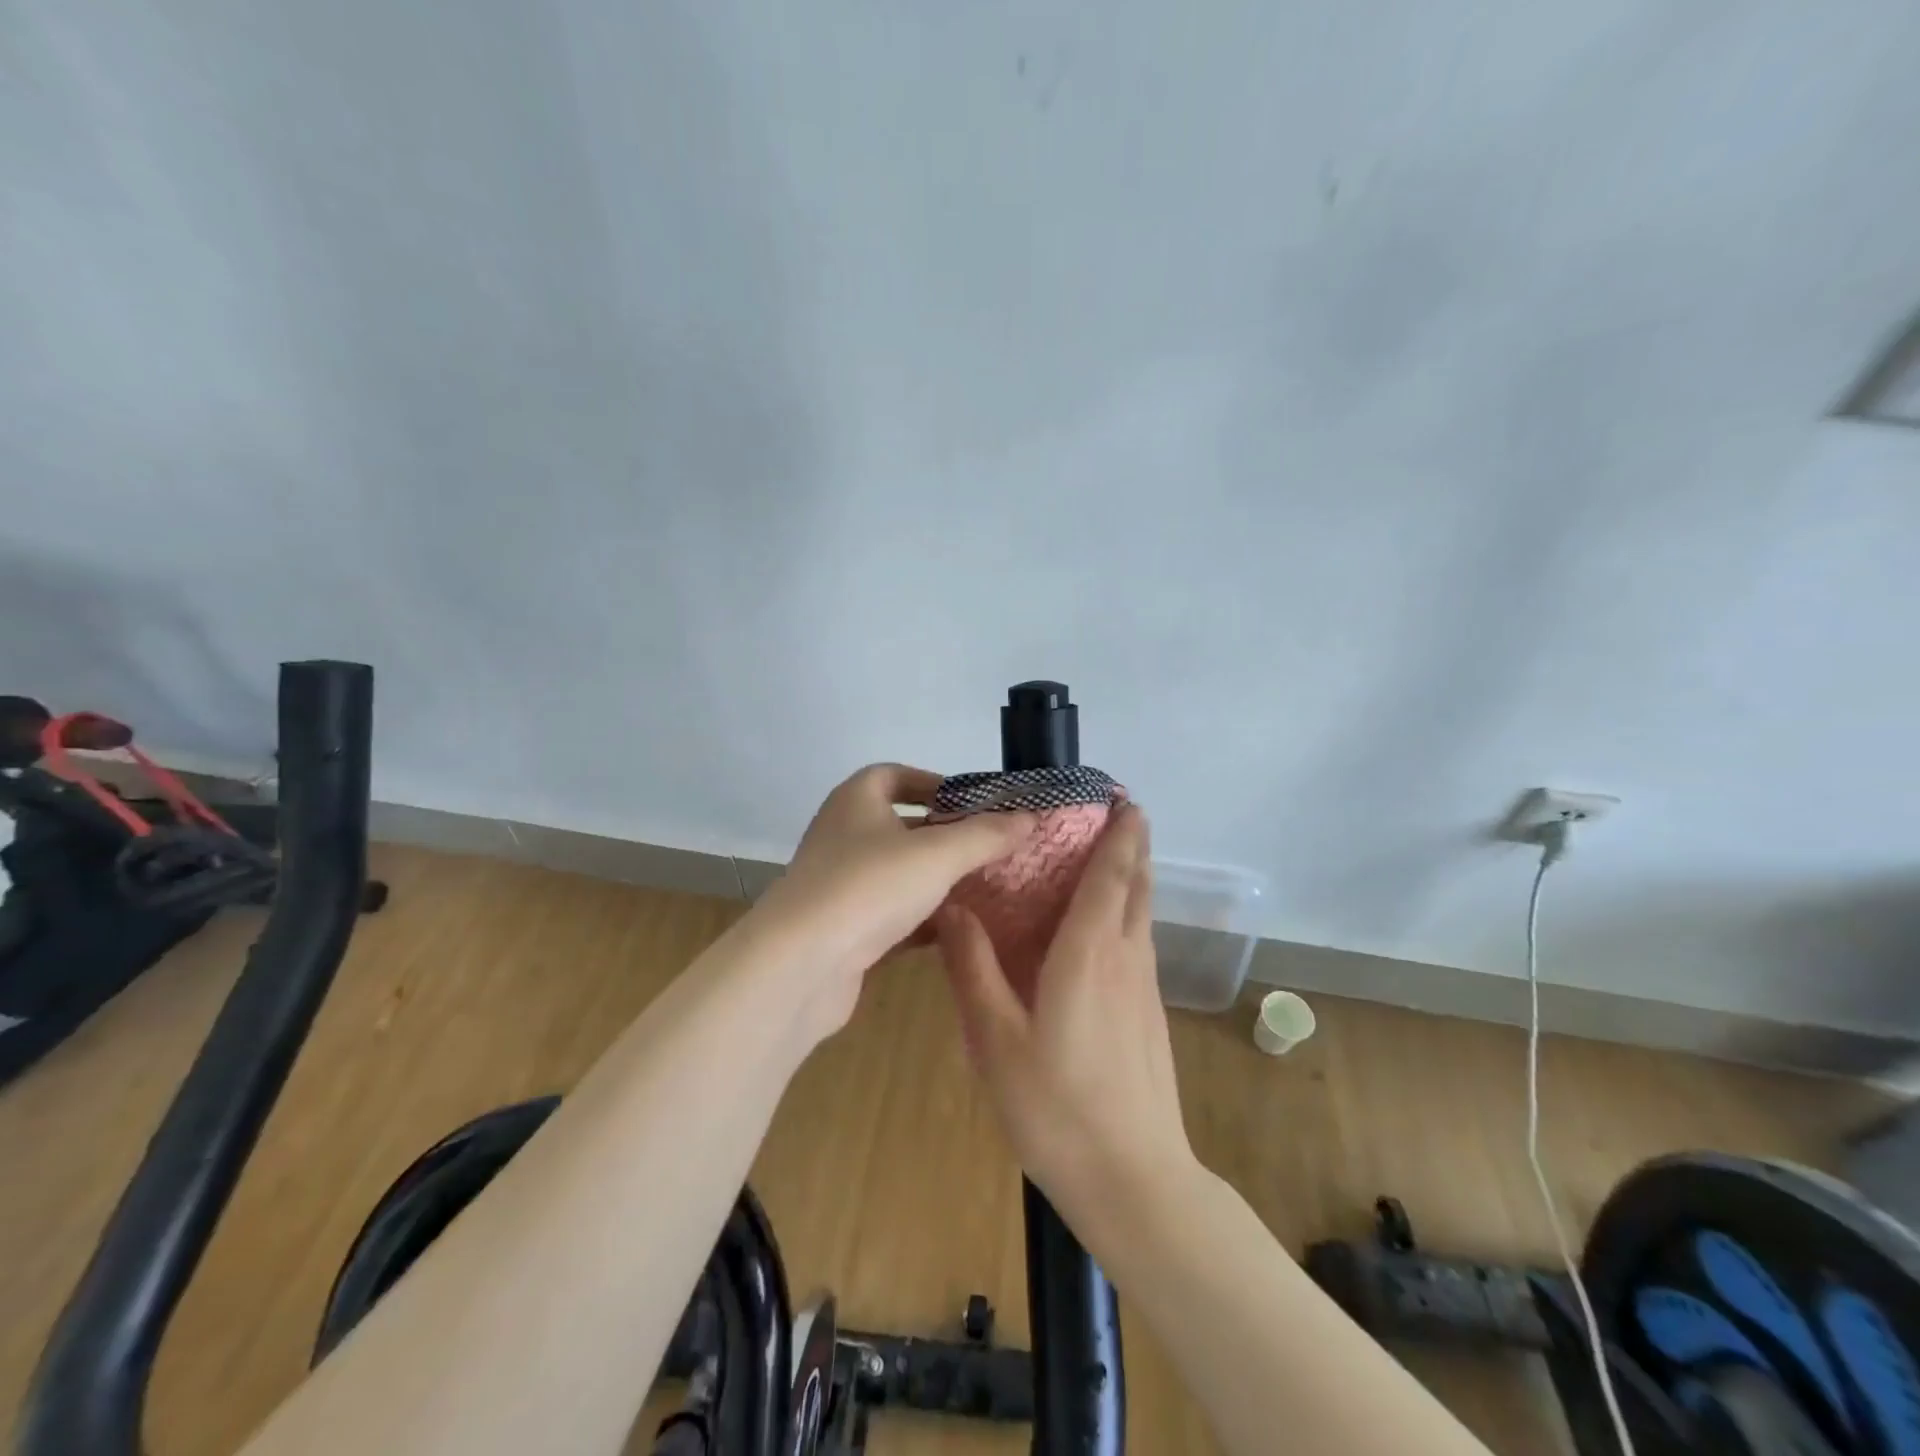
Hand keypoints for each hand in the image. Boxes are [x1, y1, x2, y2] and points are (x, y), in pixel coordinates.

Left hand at [747, 764, 1037, 1043]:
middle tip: (989, 847)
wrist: (800, 965)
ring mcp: (839, 884)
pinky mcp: (842, 929)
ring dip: (934, 879)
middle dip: (944, 835)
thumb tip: (1030, 816)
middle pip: (900, 826)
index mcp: (856, 801)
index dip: (934, 782)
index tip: (972, 802)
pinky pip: (889, 914)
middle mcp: (843, 835)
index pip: (895, 775)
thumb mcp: (938, 854)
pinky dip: (920, 919)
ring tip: (983, 888)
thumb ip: (986, 834)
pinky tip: (955, 931)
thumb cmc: (869, 887)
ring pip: (897, 873)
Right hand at [935, 803, 1197, 1227]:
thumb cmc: (1057, 1106)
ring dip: (1132, 876)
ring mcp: (1144, 988)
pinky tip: (1100, 930)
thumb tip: (952, 907)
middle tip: (1116, 812)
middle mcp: (1126, 957)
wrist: (1133, 1180)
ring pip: (1141, 913)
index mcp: (1090, 952)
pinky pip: (1138, 942)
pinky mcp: (1150, 1014)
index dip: (1121, 832)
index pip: (1112, 874)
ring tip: (1107, 855)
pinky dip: (1126, 913)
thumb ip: (974, 967)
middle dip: (1132, 844)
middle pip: (1136, 885)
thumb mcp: (996, 1038)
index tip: (1123, 798)